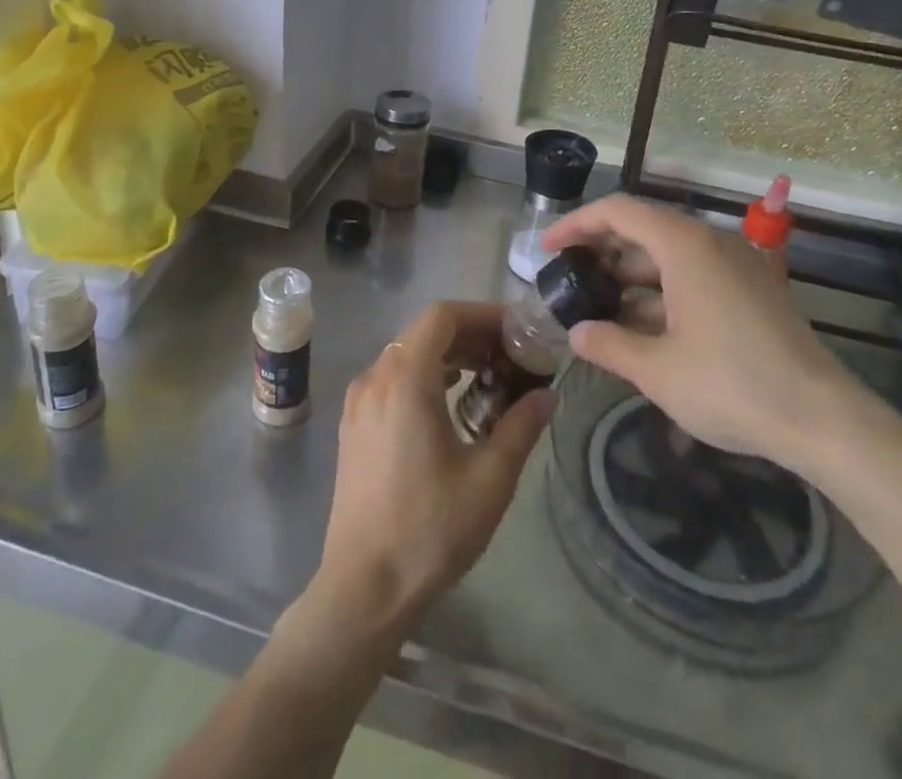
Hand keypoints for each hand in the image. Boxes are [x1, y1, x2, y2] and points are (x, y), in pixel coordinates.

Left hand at [300, 302, 552, 650]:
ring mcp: (359, 400)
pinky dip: (424, 374)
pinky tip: (450, 402)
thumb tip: (547, 394)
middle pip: (425, 330)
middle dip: (470, 334)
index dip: (482, 314)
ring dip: (448, 354)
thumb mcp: (489, 479)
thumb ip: (521, 426)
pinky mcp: (353, 423)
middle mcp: (376, 377)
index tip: (516, 330)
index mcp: (405, 379)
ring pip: (407, 353)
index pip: (443, 316)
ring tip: (487, 376)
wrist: (363, 587)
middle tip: (510, 354)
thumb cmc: (429, 529)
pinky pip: (392, 377)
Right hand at [542, 194, 865, 476]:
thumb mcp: (658, 370)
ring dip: (630, 275)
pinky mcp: (751, 289)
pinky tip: (641, 325)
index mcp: (685, 246)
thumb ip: (609, 345)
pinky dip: (661, 291)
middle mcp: (711, 243)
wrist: (824, 420)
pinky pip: (693, 274)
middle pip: (643, 228)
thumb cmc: (732, 385)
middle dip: (601, 250)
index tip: (548, 248)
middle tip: (569, 278)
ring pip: (668, 254)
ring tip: (598, 306)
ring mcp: (736, 265)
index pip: (618, 211)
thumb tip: (578, 333)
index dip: (577, 224)